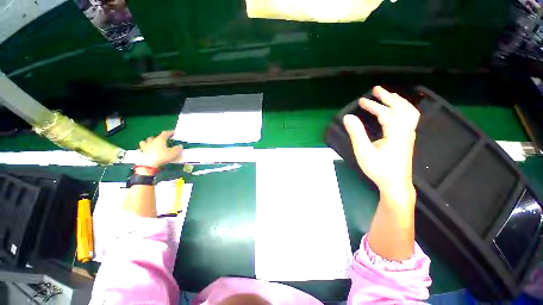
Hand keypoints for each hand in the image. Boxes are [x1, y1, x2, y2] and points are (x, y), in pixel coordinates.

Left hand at [137, 130, 182, 167]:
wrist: (149, 165)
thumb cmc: (162, 157)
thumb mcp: (174, 153)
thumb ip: (178, 149)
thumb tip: (180, 146)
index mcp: (160, 140)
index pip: (165, 133)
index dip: (170, 132)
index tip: (174, 133)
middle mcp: (152, 141)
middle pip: (154, 137)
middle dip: (159, 138)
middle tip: (163, 141)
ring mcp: (145, 147)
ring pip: (145, 141)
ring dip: (149, 142)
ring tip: (153, 145)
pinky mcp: (141, 153)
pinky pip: (141, 149)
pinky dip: (144, 149)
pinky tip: (147, 152)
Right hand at [343, 86, 419, 196]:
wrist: (395, 184)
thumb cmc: (379, 169)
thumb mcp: (364, 152)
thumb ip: (356, 133)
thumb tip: (348, 117)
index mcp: (396, 132)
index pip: (385, 113)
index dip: (373, 105)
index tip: (361, 101)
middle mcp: (406, 130)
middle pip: (401, 107)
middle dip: (388, 97)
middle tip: (376, 89)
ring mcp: (409, 135)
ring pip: (409, 112)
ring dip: (398, 101)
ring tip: (388, 96)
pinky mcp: (407, 139)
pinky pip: (409, 118)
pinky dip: (403, 109)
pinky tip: (396, 112)